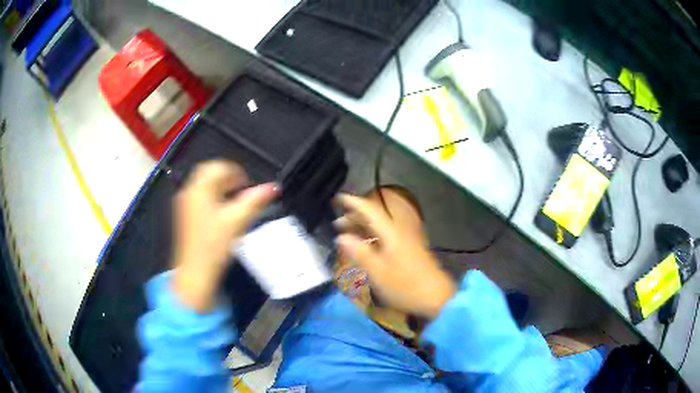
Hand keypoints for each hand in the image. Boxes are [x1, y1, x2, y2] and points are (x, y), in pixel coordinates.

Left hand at [171, 161, 276, 311]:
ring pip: (203, 184)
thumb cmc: (214, 245)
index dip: (236, 172)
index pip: (218, 167)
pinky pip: (199, 195)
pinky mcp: (185, 214)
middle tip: (241, 189)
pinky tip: (221, 212)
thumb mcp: (237, 221)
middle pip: (208, 172)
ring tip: (234, 200)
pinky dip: (212, 196)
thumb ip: (255, 200)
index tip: (247, 185)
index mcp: (200, 188)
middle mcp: (189, 191)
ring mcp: (184, 203)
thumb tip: (273, 187)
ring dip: (219, 186)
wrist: (195, 271)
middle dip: (227, 177)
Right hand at [335, 194, 455, 318]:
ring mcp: (405, 241)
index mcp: (391, 232)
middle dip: (355, 217)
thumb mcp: (377, 271)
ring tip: (347, 234)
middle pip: (375, 217)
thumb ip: (359, 252)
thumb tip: (341, 237)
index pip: (370, 210)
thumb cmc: (405, 285)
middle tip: (337, 223)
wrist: (436, 297)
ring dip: (363, 227)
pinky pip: (385, 236)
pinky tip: (364, 246)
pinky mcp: (408, 250)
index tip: (338, 198)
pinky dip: (372, 237)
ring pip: (380, 227)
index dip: (353, 203)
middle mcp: (399, 231)